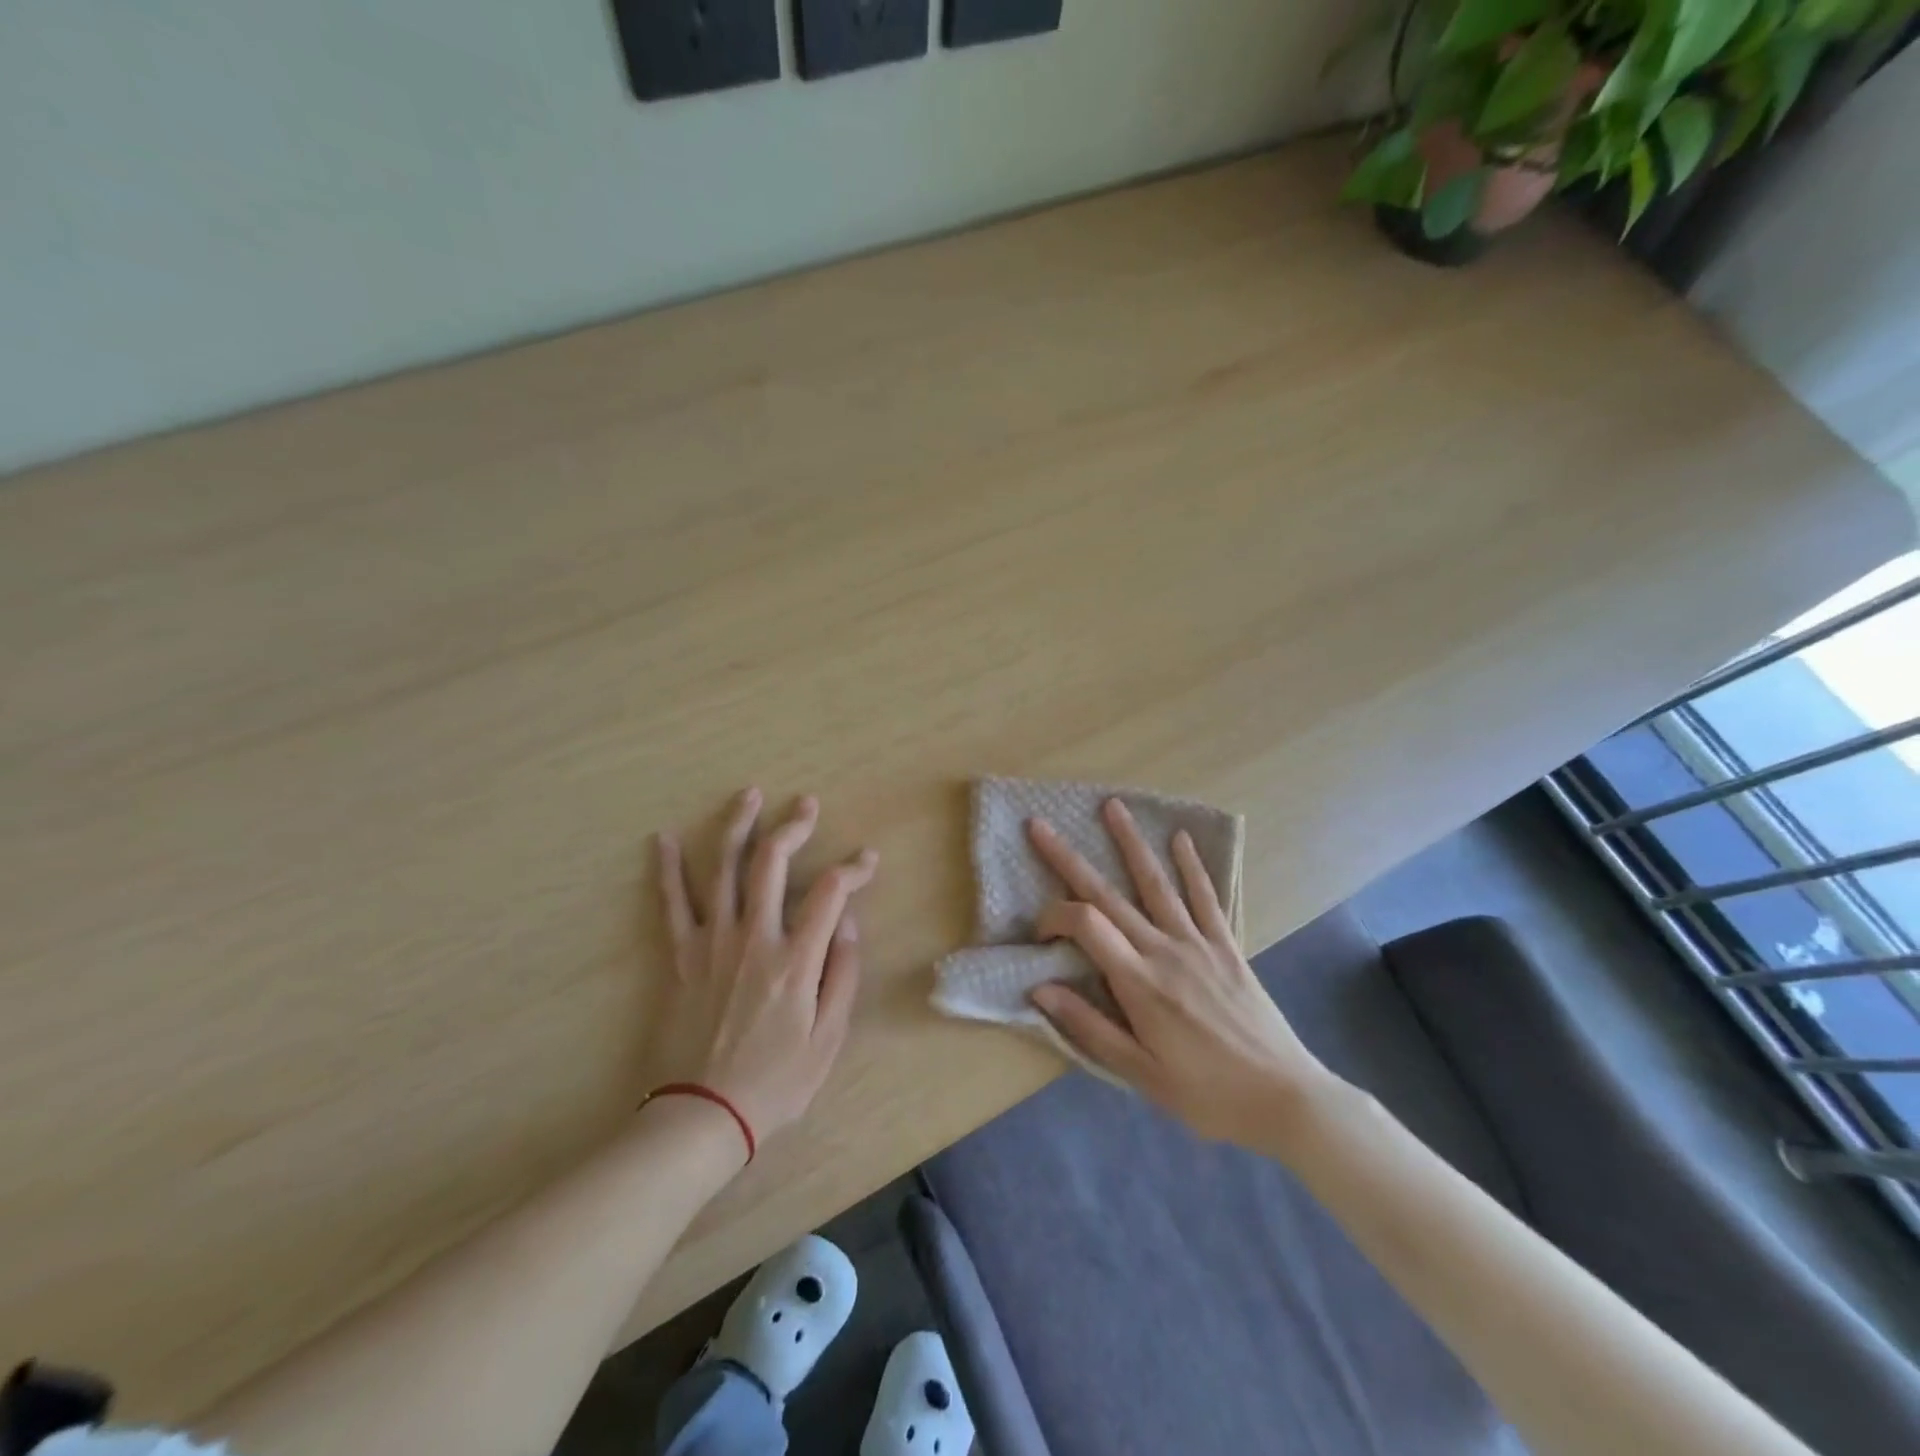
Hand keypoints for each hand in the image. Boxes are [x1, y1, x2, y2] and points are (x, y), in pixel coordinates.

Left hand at [654, 789, 877, 1148]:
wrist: (701, 1115)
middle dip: (793, 826)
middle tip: (806, 804)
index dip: (854, 868)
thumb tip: (848, 921)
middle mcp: (753, 937)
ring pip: (723, 868)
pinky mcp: (680, 955)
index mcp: (795, 959)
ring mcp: (712, 942)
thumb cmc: (775, 1082)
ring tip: (749, 796)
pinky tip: (663, 838)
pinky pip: (672, 903)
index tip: (867, 861)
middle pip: (773, 863)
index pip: (831, 892)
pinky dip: (667, 868)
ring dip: (737, 826)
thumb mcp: (829, 1038)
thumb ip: (843, 974)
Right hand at [1026, 799, 1340, 1150]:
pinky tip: (1180, 838)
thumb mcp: (1141, 1074)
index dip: (1053, 917)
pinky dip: (1192, 866)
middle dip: (1069, 859)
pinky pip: (1206, 898)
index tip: (1039, 932)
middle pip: (1108, 895)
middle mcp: (1164, 950)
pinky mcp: (1226, 946)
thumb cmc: (1207, 1094)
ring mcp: (1198, 943)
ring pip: (1156, 884)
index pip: (1085, 926)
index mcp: (1139, 983)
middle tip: (1040, 826)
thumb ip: (1089, 1027)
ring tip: (1112, 806)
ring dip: (1131, 843)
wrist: (1285, 1098)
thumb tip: (1039, 989)